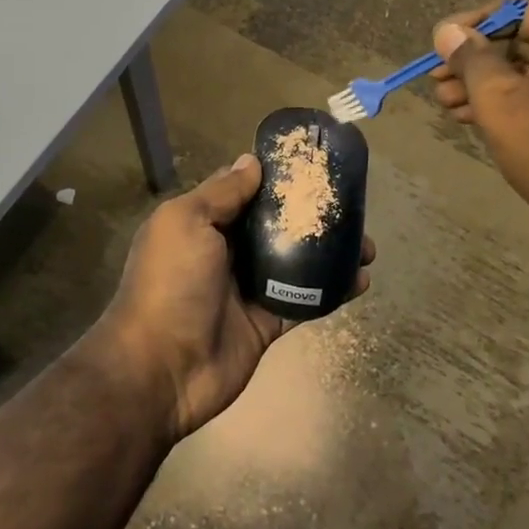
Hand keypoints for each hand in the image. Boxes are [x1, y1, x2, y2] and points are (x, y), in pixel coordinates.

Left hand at [86, 155, 374, 443]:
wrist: (161, 368)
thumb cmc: (170, 283)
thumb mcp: (187, 222)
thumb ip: (221, 193)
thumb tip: (251, 160)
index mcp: (202, 222)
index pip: (243, 190)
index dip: (274, 177)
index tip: (312, 164)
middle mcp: (225, 251)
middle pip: (274, 225)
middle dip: (310, 214)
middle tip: (351, 206)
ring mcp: (246, 289)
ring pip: (295, 261)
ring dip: (329, 252)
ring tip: (367, 245)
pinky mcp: (266, 323)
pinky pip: (304, 301)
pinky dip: (332, 291)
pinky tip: (361, 280)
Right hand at [431, 0, 528, 226]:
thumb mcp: (497, 97)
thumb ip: (470, 57)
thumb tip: (447, 31)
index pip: (524, 6)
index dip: (477, 22)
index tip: (444, 44)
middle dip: (478, 59)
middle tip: (439, 80)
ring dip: (492, 83)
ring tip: (449, 104)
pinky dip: (520, 98)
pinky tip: (478, 117)